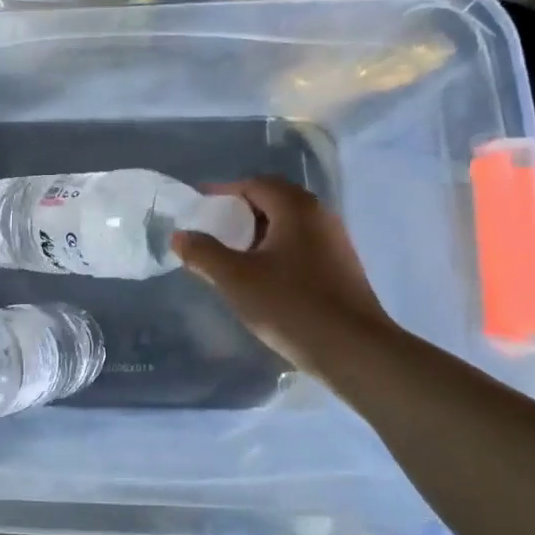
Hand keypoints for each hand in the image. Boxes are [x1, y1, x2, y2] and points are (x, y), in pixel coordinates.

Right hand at [172, 176, 395, 378]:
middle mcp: (320, 216)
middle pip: (274, 200)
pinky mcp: (342, 268)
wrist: (354, 350)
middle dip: (241, 211)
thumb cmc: (291, 305)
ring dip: (260, 232)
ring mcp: (336, 242)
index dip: (224, 191)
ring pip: (290, 224)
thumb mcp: (236, 279)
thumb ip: (203, 253)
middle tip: (214, 228)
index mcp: (296, 208)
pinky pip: (302, 245)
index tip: (200, 205)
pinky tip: (263, 276)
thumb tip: (179, 236)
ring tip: (234, 254)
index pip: (255, 183)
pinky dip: (277, 249)